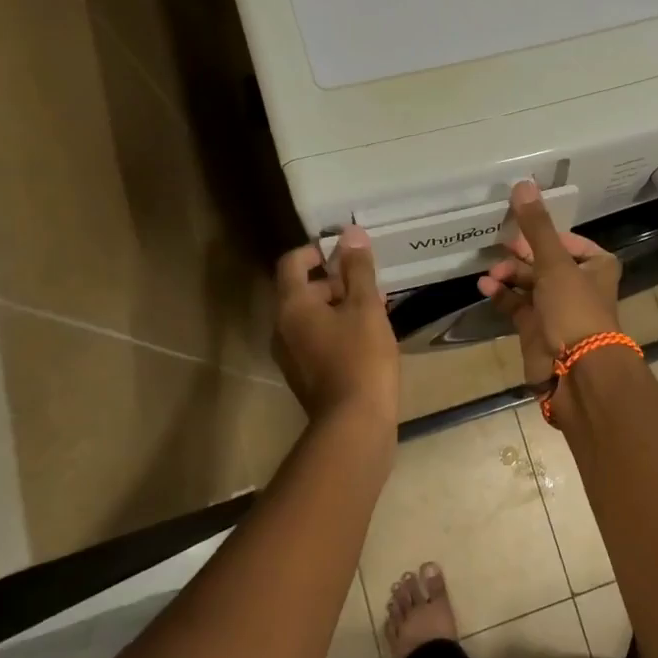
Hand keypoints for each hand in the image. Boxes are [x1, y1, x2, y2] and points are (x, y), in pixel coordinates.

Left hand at [273, 227, 399, 426]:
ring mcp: (290, 355)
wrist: (354, 424)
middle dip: (335, 281)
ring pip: (310, 317)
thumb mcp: (366, 307)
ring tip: (374, 311)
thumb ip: (358, 269)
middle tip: (369, 285)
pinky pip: (315, 340)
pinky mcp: (303, 376)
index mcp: (292, 306)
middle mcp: (282, 328)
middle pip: (302, 290)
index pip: (292, 263)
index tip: (346, 252)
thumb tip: (351, 233)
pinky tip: (367, 339)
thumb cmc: (361, 358)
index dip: (316, 251)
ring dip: (338, 306)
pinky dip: (336, 330)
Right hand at [477, 182, 621, 384]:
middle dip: (520, 254)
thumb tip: (523, 183)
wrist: (576, 372)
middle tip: (499, 247)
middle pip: (544, 261)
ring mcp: (557, 309)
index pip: (567, 240)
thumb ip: (536, 226)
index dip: (543, 233)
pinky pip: (516, 306)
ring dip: (508, 274)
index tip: (518, 227)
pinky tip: (485, 287)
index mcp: (596, 265)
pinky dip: (502, 295)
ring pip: (528, 283)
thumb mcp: (555, 263)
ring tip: (490, 272)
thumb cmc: (575, 310)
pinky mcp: (537, 330)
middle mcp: (579, 285)